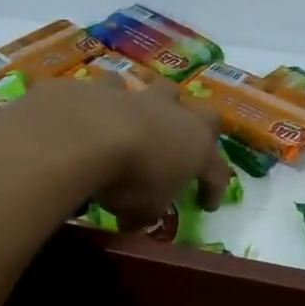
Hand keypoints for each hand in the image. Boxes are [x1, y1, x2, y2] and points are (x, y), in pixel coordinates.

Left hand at [21, 77, 232, 226]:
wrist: (87, 135)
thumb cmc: (130, 179)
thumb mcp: (144, 210)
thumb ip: (147, 212)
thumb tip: (139, 218)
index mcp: (198, 150)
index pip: (217, 172)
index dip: (215, 190)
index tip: (207, 206)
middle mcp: (178, 118)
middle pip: (207, 117)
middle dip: (203, 130)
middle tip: (190, 147)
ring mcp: (145, 98)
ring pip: (166, 90)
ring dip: (162, 104)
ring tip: (149, 117)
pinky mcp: (109, 87)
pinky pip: (116, 87)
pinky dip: (113, 96)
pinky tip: (102, 106)